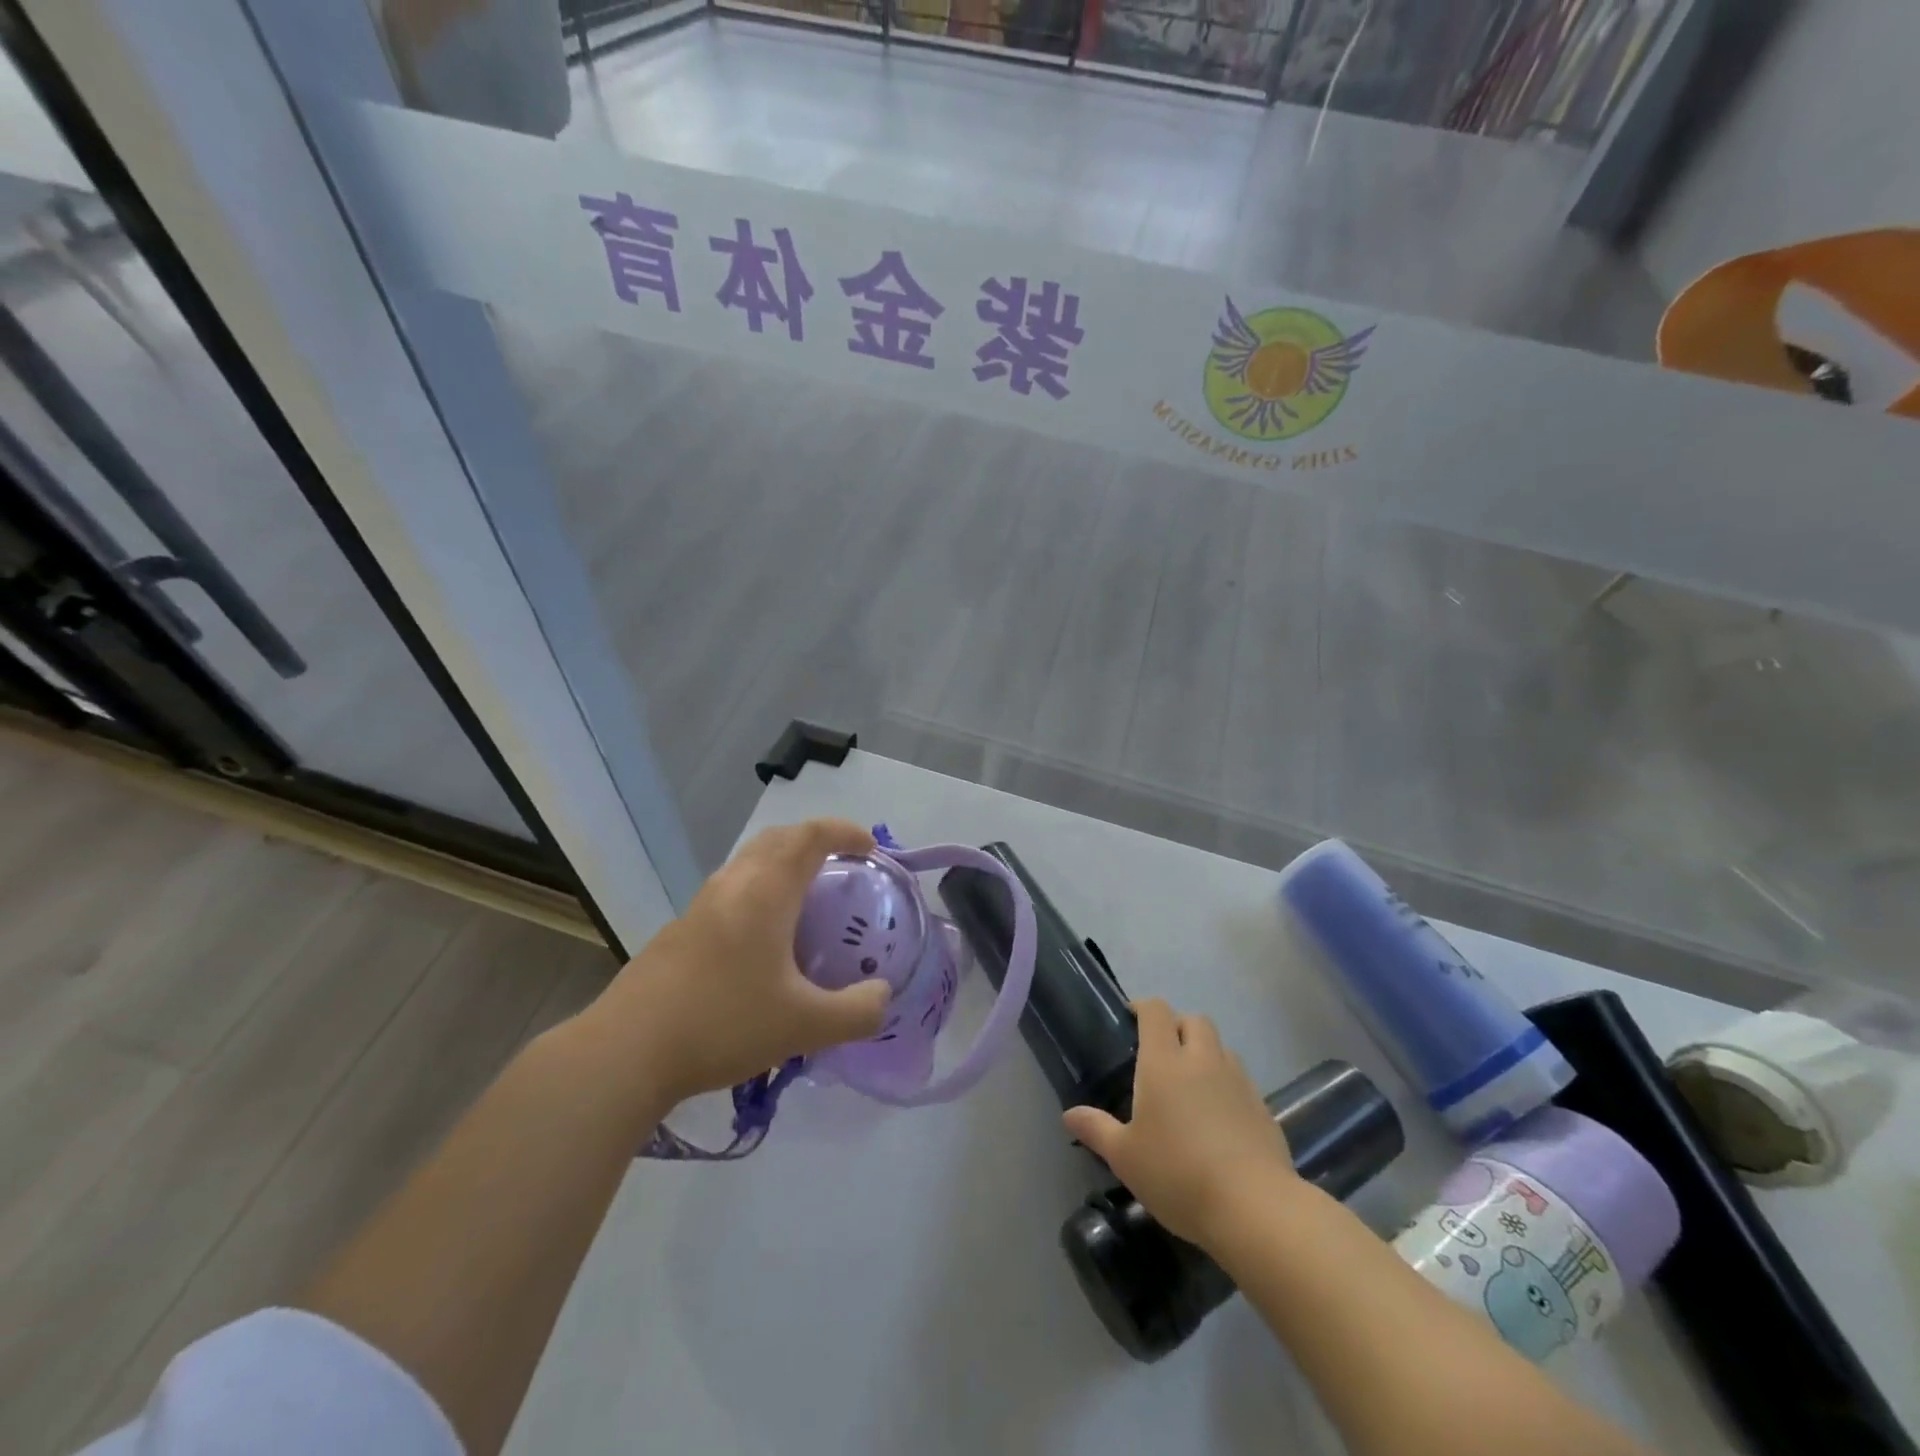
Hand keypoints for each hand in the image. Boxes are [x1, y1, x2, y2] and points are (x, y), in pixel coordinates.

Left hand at [592, 819, 891, 1103]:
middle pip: (777, 839)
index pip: (810, 836)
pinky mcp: (679, 931)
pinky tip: (762, 942)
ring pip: (748, 864)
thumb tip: (883, 995)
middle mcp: (732, 885)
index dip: (844, 832)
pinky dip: (758, 893)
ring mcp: (700, 906)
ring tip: (806, 901)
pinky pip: (730, 892)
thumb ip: (857, 1011)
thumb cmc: (723, 1023)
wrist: (626, 1051)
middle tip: (842, 867)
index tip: (870, 848)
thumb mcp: (804, 1025)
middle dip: (814, 841)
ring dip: (782, 865)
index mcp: (766, 892)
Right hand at [1063, 999, 1294, 1248]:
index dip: (1144, 1008)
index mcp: (1164, 1062)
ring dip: (1206, 1053)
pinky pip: (1241, 1080)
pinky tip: (1220, 1119)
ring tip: (1193, 1084)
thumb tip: (1069, 1115)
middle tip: (1163, 1053)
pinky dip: (1228, 1086)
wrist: (1254, 1207)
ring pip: (1222, 1048)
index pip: (1156, 1012)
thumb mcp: (1125, 1157)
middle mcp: (1202, 1060)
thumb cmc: (1177, 1174)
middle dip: (1178, 1026)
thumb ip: (1097, 1130)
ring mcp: (1238, 1081)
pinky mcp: (1263, 1108)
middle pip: (1194, 1020)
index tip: (1132, 1019)